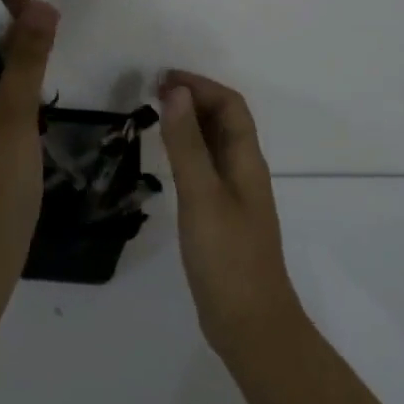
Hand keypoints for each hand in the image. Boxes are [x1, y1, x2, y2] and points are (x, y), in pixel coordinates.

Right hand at [158, 69, 305, 364]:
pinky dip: (187, 150)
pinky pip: (206, 167)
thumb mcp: (202, 196)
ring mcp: (235, 196)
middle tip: (152, 91)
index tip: (163, 78)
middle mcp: (244, 171)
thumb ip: (187, 144)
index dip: (200, 85)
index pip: (230, 105)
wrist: (250, 325)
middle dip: (193, 98)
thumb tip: (176, 91)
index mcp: (247, 161)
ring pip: (215, 143)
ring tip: (155, 114)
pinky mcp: (222, 217)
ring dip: (190, 122)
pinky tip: (167, 159)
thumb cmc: (227, 257)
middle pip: (225, 120)